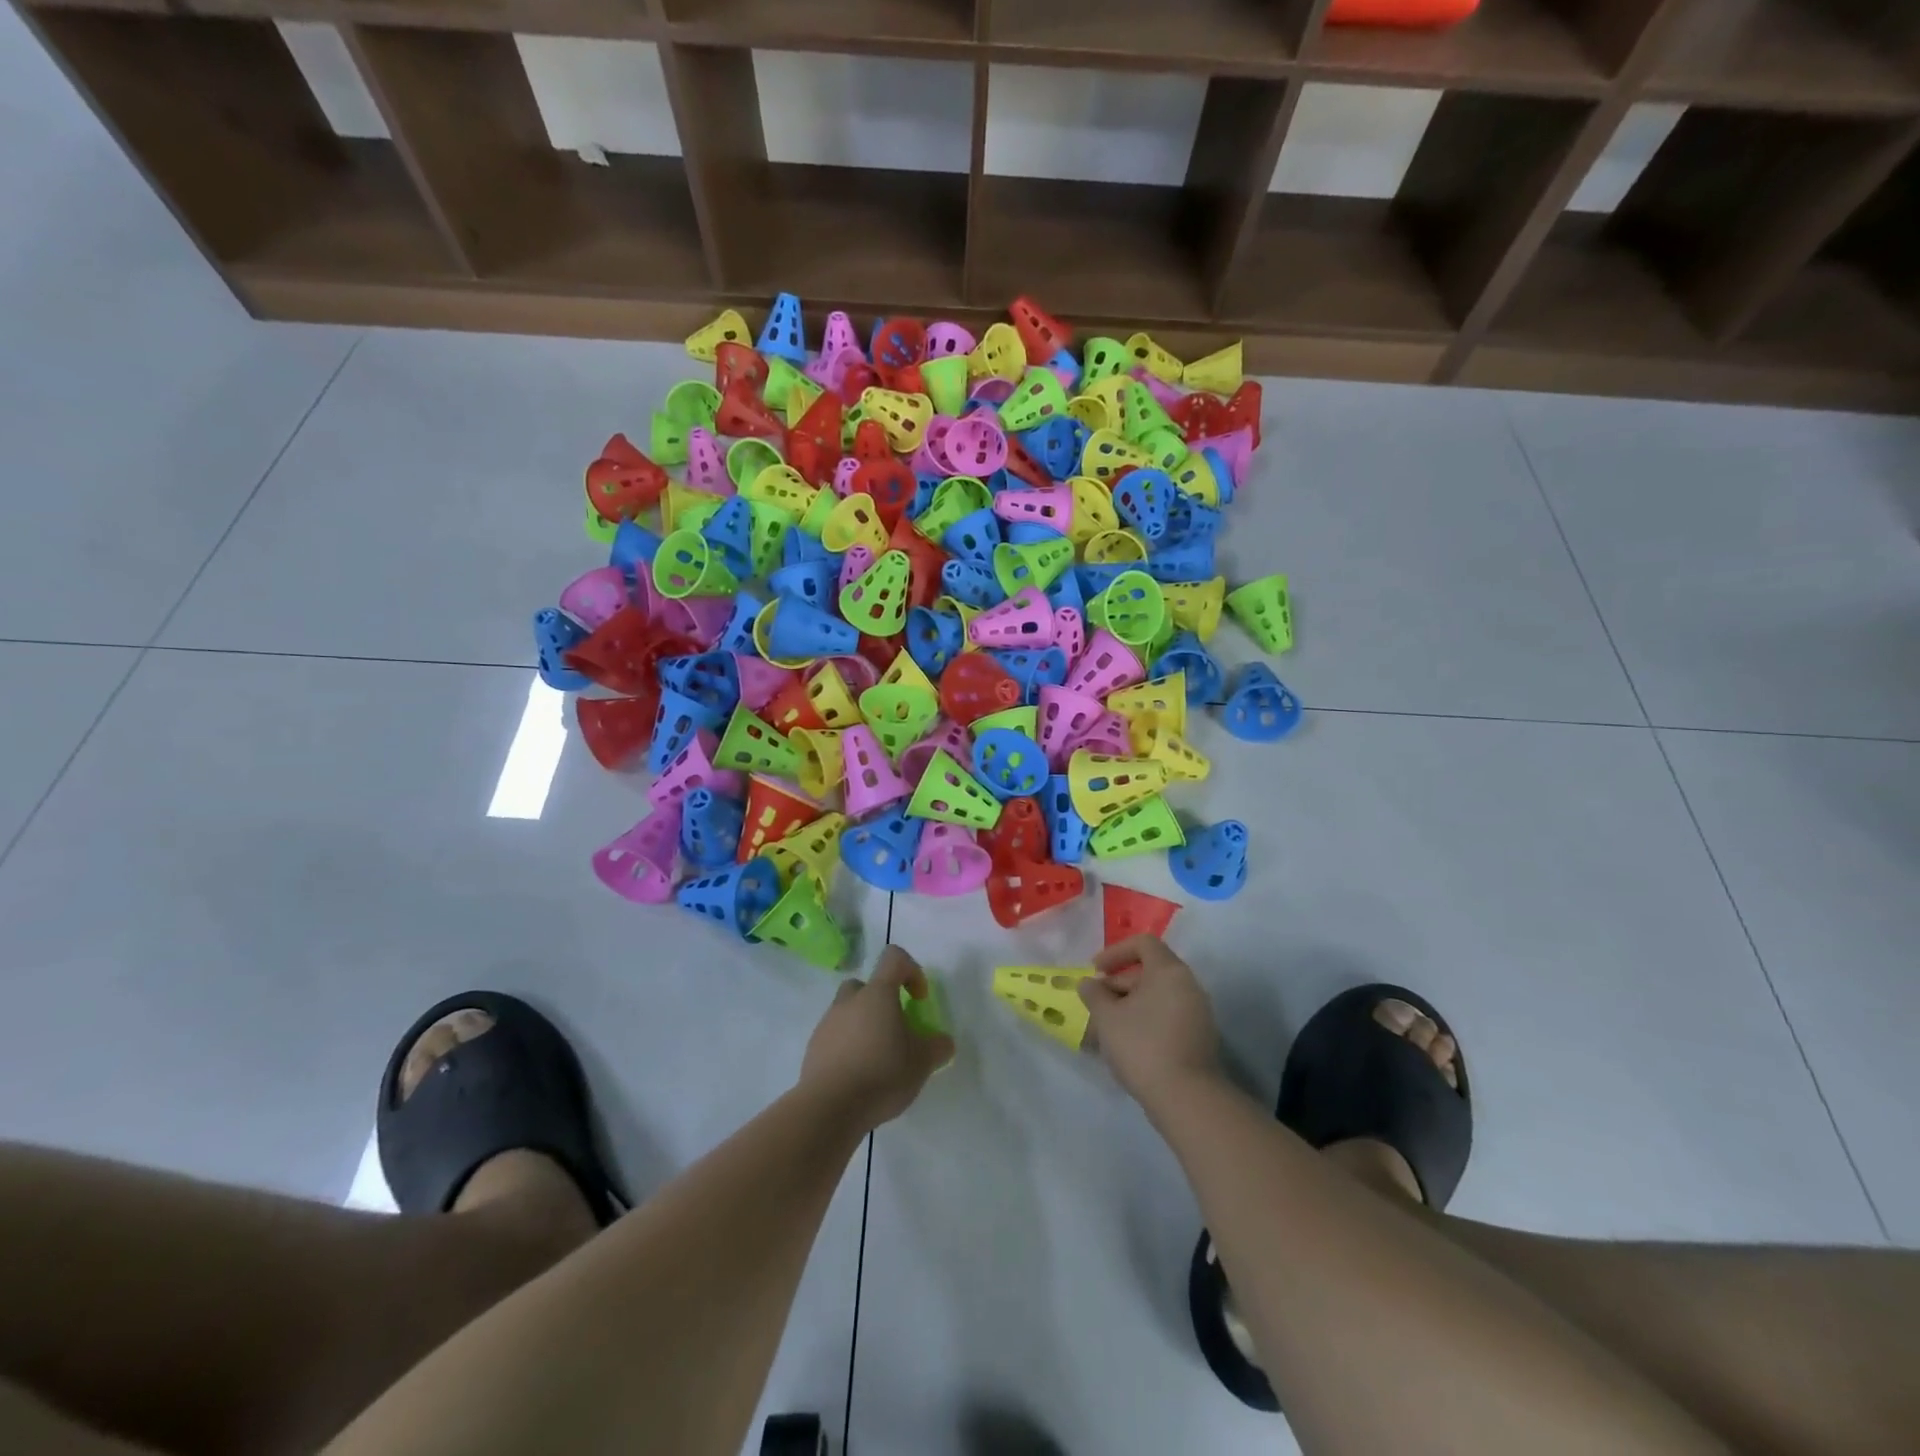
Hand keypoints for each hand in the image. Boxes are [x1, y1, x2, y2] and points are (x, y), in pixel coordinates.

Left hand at [800, 946, 953, 1130]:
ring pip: (848, 1012)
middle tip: (894, 1028)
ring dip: (863, 1025)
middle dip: (881, 1001)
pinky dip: (847, 1047)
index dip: (911, 971)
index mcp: (877, 994)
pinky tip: (858, 1075)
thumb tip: (943, 1042)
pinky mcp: (813, 1048)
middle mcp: (849, 1001)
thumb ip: (937, 1047)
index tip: (918, 999)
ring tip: (877, 1058)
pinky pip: (835, 1037)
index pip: (894, 958)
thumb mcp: (922, 1063)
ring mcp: (827, 1023)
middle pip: (866, 985)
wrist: (828, 1108)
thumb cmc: (881, 1074)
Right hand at [1080, 936, 1221, 1111]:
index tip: (1096, 971)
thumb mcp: (1107, 1018)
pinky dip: (1146, 1020)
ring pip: (1157, 997)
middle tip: (1096, 1004)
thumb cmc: (1142, 1046)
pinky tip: (1127, 1044)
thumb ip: (1094, 994)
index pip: (1143, 943)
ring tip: (1106, 1028)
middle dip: (1118, 984)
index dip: (1115, 952)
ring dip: (1129, 1005)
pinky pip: (1167, 1016)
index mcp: (1169, 971)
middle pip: (1149, 971)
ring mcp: (1198, 1012)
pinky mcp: (1199, 1037)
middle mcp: (1188, 985)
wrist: (1186, 1098)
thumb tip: (1089, 983)